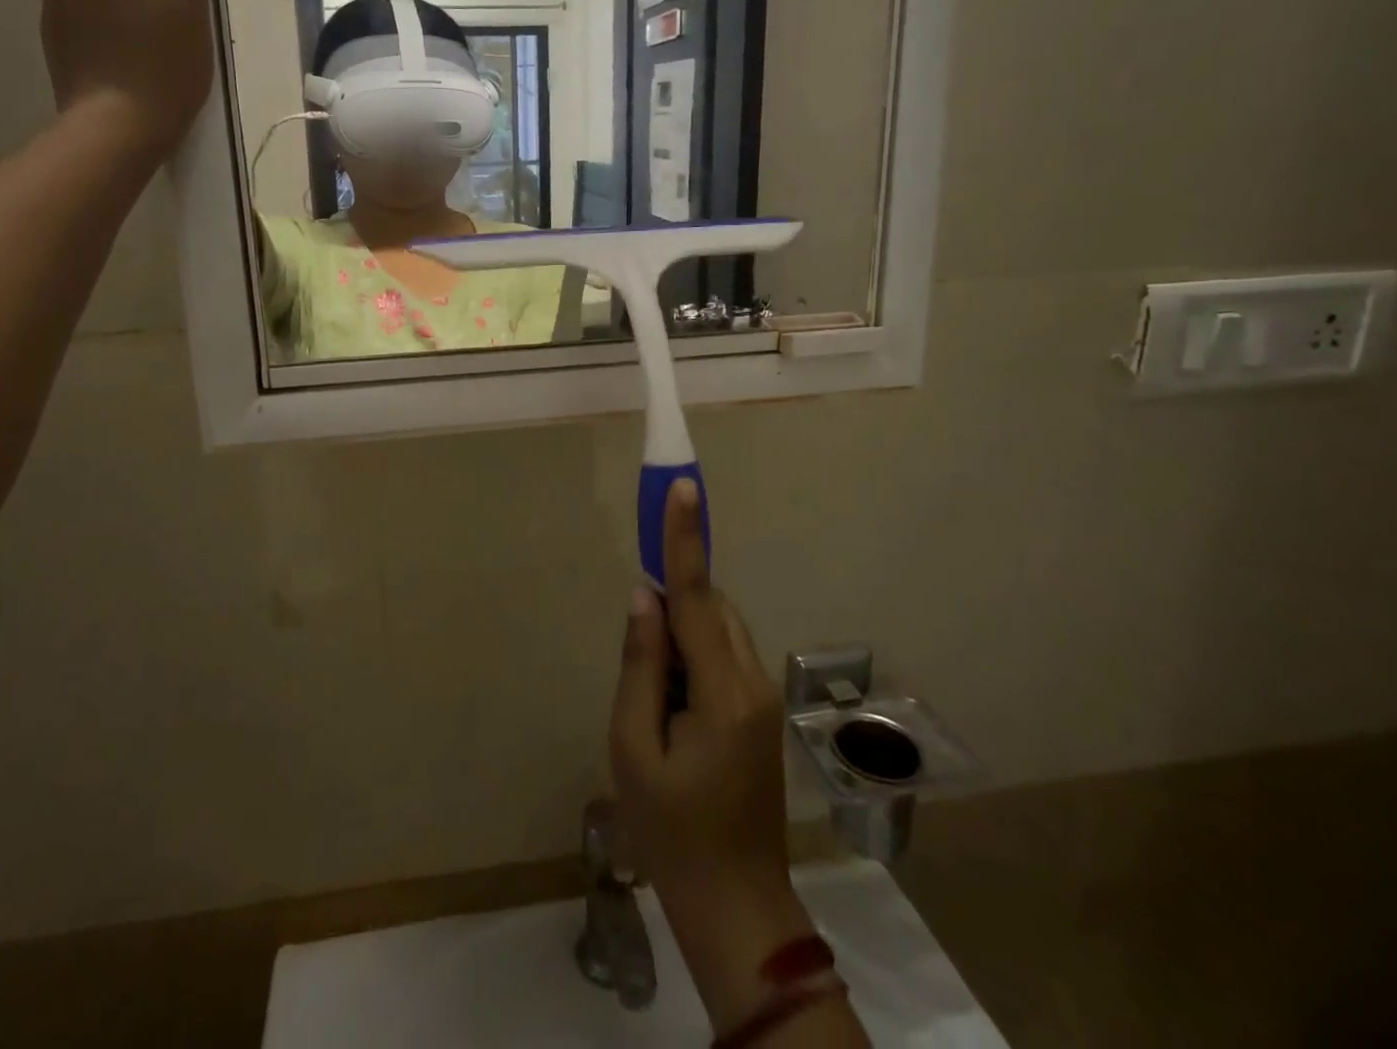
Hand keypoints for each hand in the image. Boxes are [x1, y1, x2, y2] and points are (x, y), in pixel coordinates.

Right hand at [611, 478, 813, 1033]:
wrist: (737, 908)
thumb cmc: (672, 833)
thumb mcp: (635, 749)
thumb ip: (640, 665)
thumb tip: (642, 597)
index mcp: (723, 691)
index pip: (697, 596)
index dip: (685, 538)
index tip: (682, 488)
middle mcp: (753, 681)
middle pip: (710, 610)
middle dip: (672, 600)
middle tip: (637, 643)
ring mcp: (762, 698)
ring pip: (717, 632)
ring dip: (680, 634)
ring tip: (651, 696)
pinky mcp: (759, 713)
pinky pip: (722, 658)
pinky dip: (691, 657)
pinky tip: (670, 706)